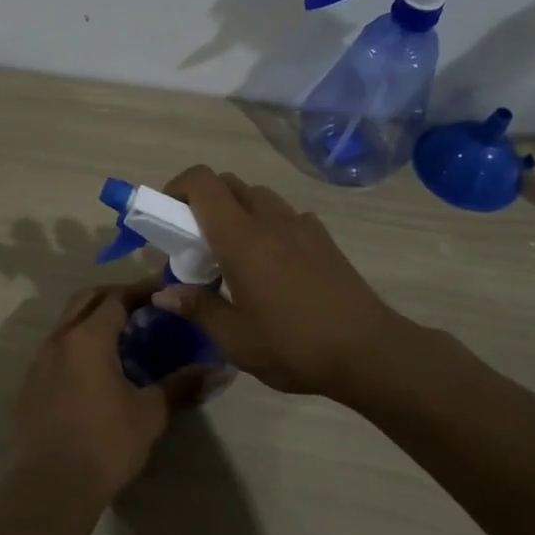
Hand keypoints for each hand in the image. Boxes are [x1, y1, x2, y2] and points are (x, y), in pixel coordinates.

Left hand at [10, 281, 226, 507]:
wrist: (52, 484)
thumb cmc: (106, 443)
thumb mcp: (151, 413)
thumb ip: (182, 385)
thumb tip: (220, 370)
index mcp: (89, 337)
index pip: (116, 298)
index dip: (141, 291)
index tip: (164, 291)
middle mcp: (60, 339)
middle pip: (86, 300)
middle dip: (114, 296)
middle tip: (142, 306)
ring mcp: (39, 360)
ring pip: (67, 323)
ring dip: (92, 318)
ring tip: (120, 336)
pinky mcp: (30, 383)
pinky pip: (55, 349)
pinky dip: (76, 344)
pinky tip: (93, 369)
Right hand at [153, 166, 427, 401]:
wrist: (371, 352)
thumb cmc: (295, 345)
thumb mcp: (235, 339)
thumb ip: (197, 308)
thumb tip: (163, 293)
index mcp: (242, 238)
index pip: (202, 183)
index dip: (176, 187)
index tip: (164, 215)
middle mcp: (270, 219)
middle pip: (228, 184)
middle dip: (202, 201)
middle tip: (192, 240)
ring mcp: (301, 225)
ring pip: (257, 196)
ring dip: (235, 211)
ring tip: (231, 254)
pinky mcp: (323, 238)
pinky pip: (285, 215)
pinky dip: (266, 224)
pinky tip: (271, 264)